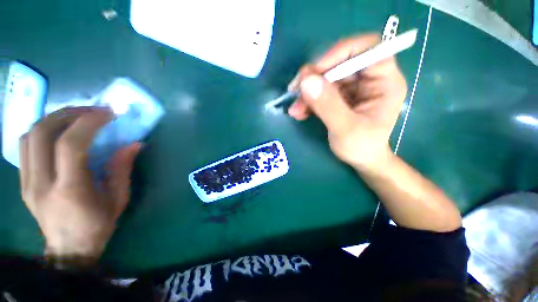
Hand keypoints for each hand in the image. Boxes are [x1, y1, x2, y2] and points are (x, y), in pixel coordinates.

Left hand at [19, 107, 140, 268]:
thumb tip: (134, 144)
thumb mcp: (118, 199)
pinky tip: (58, 132)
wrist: (69, 249)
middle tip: (91, 110)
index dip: (89, 122)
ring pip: (29, 135)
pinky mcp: (23, 182)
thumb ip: (122, 169)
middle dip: (68, 113)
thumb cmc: (98, 225)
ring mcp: (27, 182)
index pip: (70, 144)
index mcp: (69, 190)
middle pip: (43, 133)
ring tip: (75, 117)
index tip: (108, 113)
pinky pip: (25, 145)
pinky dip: (42, 130)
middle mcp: (41, 183)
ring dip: (53, 118)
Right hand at [288, 34, 407, 168]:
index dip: (341, 52)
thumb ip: (328, 106)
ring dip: (307, 92)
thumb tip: (306, 81)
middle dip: (314, 77)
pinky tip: (298, 112)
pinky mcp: (339, 96)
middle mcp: (368, 79)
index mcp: (384, 81)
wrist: (360, 159)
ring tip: (295, 109)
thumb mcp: (345, 129)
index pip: (368, 48)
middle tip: (295, 91)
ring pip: (325, 78)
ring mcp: (352, 87)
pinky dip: (307, 100)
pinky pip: (320, 91)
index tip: (316, 70)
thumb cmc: (361, 147)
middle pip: (339, 62)